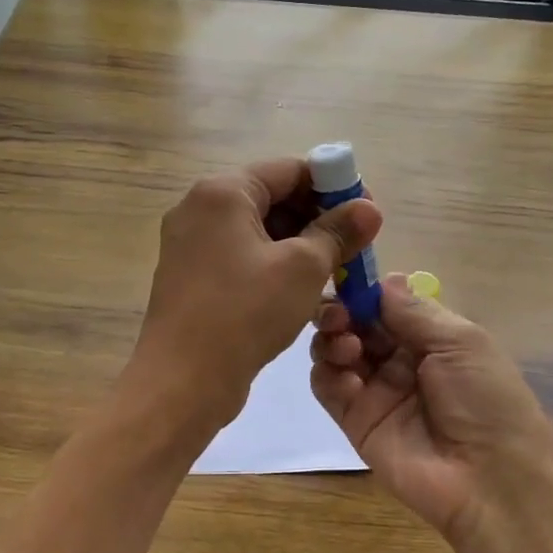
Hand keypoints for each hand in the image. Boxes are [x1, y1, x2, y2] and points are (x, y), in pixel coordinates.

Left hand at [130, 157, 380, 427]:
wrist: (182, 382)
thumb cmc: (245, 313)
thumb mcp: (303, 268)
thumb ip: (338, 232)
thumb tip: (369, 208)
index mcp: (222, 192)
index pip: (289, 170)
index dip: (334, 186)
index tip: (366, 213)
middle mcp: (200, 209)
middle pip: (273, 199)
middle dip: (319, 220)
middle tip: (356, 247)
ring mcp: (192, 246)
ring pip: (260, 234)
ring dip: (301, 248)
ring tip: (338, 273)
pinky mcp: (193, 279)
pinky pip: (243, 260)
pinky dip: (275, 269)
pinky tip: (306, 293)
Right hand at [311, 274, 552, 544]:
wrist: (491, 482)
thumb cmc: (486, 400)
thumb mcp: (461, 342)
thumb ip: (414, 310)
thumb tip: (382, 280)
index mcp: (431, 337)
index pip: (385, 304)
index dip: (364, 291)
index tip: (347, 281)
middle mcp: (400, 360)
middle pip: (355, 324)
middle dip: (341, 311)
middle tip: (339, 315)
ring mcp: (376, 391)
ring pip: (335, 351)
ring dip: (332, 339)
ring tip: (347, 347)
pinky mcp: (355, 421)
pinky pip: (327, 388)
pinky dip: (327, 374)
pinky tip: (345, 375)